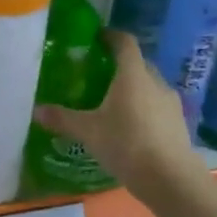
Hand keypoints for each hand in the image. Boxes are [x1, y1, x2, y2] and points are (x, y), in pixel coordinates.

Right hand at [34, 30, 201, 197]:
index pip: (125, 43)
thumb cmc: (127, 144)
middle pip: (138, 63)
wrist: (171, 180)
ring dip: (134, 88)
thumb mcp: (88, 131)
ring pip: (150, 86)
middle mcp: (155, 82)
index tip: (97, 37)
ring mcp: (171, 103)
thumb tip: (36, 111)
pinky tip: (131, 126)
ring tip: (114, 102)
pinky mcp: (179, 124)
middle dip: (120, 64)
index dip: (111, 36)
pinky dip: (145, 108)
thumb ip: (62, 118)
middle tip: (98, 74)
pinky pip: (158, 106)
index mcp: (132, 75)